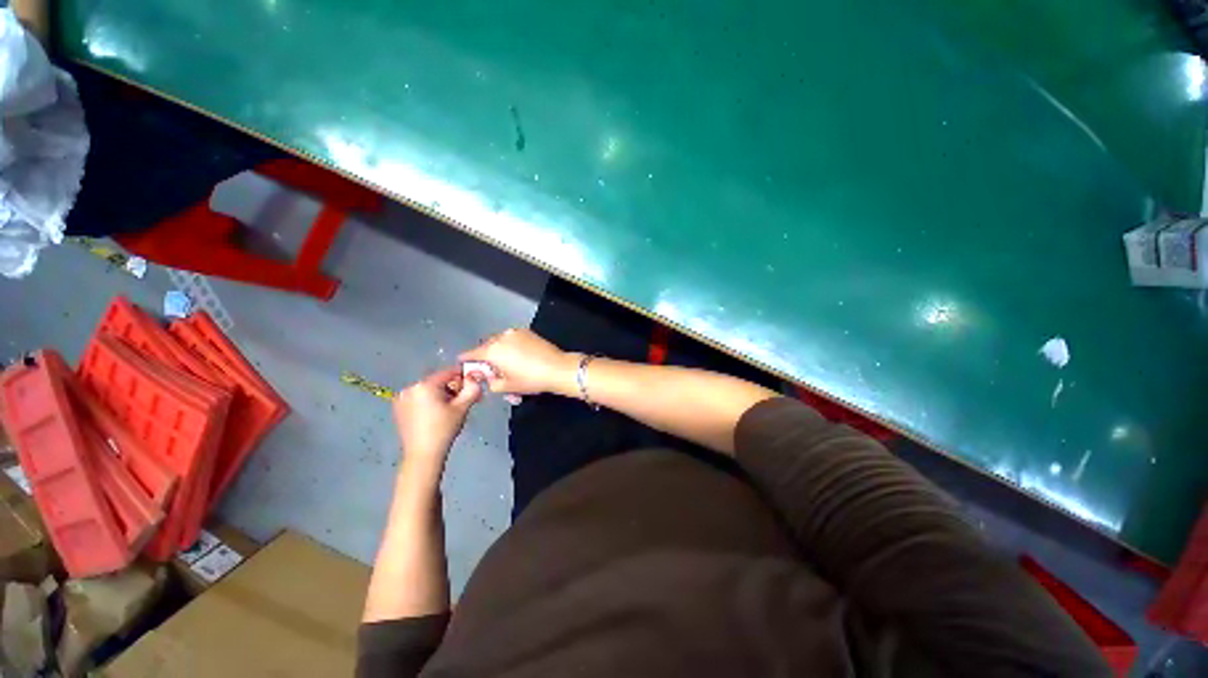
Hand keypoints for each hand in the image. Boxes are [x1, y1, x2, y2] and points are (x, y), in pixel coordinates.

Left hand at [393, 366, 482, 463]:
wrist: (423, 454)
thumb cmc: (444, 429)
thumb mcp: (462, 407)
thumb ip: (472, 388)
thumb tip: (475, 378)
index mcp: (424, 385)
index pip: (448, 373)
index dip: (462, 376)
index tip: (473, 383)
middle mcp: (410, 388)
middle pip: (438, 382)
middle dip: (452, 388)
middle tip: (464, 399)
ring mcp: (402, 399)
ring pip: (428, 390)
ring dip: (442, 395)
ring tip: (452, 408)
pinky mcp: (399, 410)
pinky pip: (419, 399)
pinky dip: (430, 402)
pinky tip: (438, 414)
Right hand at [459, 328, 577, 396]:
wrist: (557, 368)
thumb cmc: (530, 380)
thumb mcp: (506, 386)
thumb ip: (489, 381)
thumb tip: (484, 375)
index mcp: (493, 350)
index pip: (472, 354)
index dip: (466, 359)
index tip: (462, 362)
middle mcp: (501, 337)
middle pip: (486, 345)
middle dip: (485, 355)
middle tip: (490, 368)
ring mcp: (515, 332)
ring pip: (500, 340)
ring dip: (498, 349)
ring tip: (506, 362)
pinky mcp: (527, 332)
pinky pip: (512, 338)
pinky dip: (510, 345)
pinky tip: (518, 355)